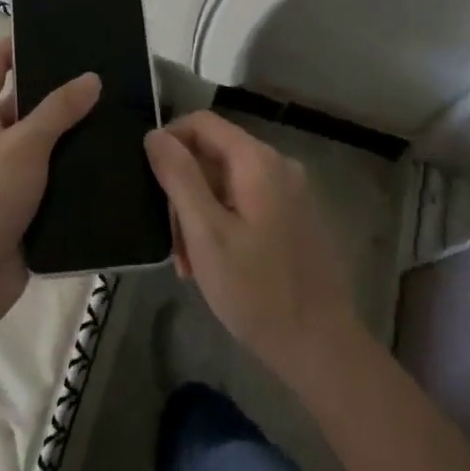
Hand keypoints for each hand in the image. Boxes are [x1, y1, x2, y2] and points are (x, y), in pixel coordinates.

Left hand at [0, 36, 99, 322]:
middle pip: (22, 102)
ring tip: (113, 114)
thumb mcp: (25, 145)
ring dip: (68, 132)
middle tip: (101, 78)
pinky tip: (105, 159)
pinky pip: (47, 174)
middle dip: (57, 91)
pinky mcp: (18, 202)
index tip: (58, 34)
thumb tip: (91, 78)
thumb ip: (59, 109)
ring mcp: (0, 171)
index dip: (19, 45)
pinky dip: (69, 167)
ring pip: (39, 141)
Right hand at [145, 111, 356, 382]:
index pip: (202, 123)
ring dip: (200, 214)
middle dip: (184, 191)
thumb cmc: (256, 290)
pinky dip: (222, 223)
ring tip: (189, 263)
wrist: (321, 347)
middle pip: (214, 155)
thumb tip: (155, 135)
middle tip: (172, 242)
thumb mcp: (206, 233)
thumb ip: (179, 177)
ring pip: (226, 183)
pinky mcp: (294, 217)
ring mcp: (290, 192)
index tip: (148, 179)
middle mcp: (278, 165)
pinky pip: (246, 202)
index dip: (169, 141)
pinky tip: (213, 263)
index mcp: (258, 161)